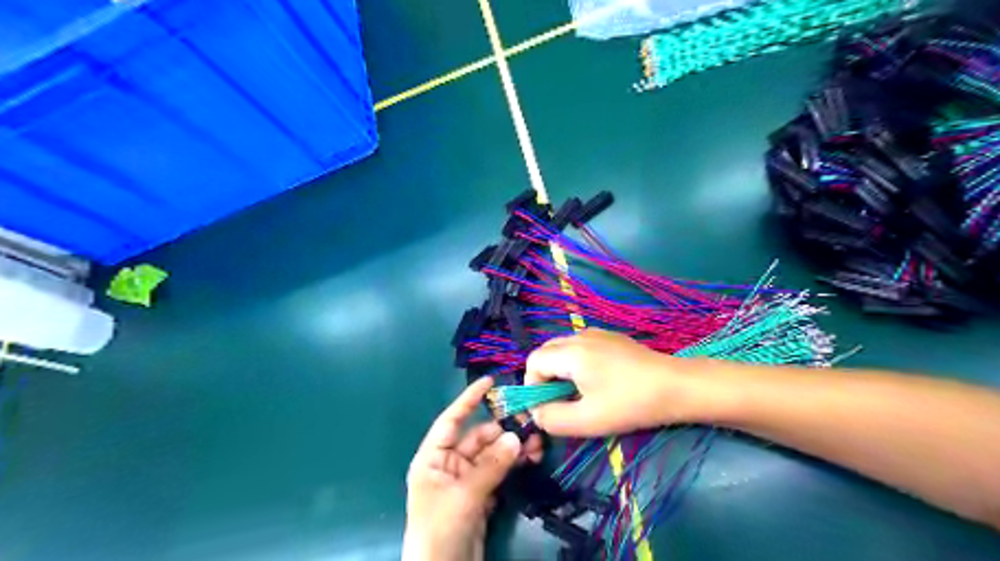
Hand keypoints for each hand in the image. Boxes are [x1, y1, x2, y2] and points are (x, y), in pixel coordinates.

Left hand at [404, 376, 543, 560]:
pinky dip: (513, 465)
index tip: (489, 382)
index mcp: (433, 458)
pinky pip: (498, 472)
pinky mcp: (480, 496)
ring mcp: (466, 480)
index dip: (468, 400)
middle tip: (530, 424)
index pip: (451, 420)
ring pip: (492, 455)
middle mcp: (448, 464)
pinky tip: (530, 458)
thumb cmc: (440, 528)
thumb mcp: (464, 495)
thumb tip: (516, 437)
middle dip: (503, 430)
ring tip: (537, 443)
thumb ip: (491, 465)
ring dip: (512, 448)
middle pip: (478, 438)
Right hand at [524, 332, 701, 435]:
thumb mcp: (587, 420)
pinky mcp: (611, 338)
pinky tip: (597, 382)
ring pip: (563, 349)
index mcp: (571, 352)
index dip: (532, 386)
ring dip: (560, 371)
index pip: (533, 361)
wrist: (676, 386)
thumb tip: (537, 412)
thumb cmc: (630, 404)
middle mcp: (580, 336)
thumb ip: (552, 419)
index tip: (546, 408)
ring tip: (577, 394)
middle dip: (544, 377)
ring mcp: (597, 334)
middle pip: (546, 351)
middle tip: (558, 402)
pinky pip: (580, 347)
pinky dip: (575, 363)